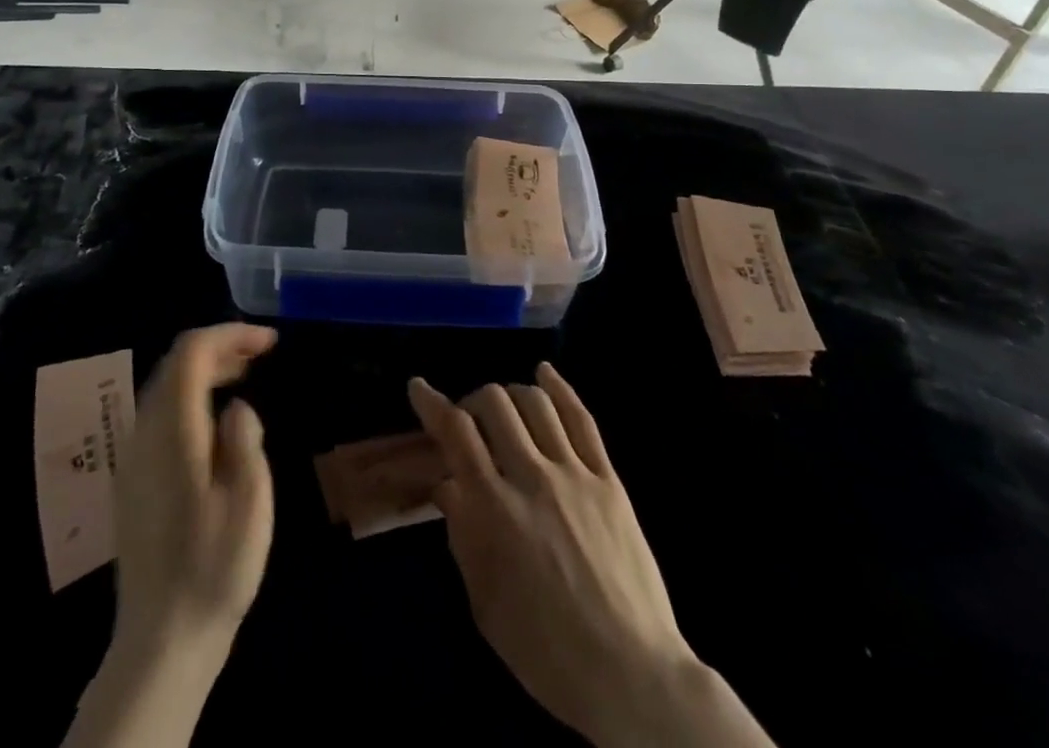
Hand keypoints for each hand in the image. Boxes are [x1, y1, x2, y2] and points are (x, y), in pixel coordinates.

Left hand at [114, 323, 277, 658]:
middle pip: (175, 364)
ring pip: (165, 387)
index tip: (270, 342)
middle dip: (219, 348)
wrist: (162, 639)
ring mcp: (133, 456)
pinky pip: (160, 414)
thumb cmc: (214, 567)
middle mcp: (144, 433)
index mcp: (173, 430)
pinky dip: (190, 397)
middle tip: (261, 354)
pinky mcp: (133, 478)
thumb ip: (245, 439)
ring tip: (244, 378)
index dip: (231, 334)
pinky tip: (215, 422)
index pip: (192, 352)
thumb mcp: (249, 500)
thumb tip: (237, 407)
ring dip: (204, 371)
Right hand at [409, 365, 773, 747]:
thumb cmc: (546, 651)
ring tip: (504, 408)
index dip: (432, 403)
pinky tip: (545, 373)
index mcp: (495, 509)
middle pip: (495, 404)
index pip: (456, 433)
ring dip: (511, 393)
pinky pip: (582, 419)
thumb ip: (463, 534)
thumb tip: (447, 484)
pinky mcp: (608, 480)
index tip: (418, 387)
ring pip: (536, 402)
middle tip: (469, 421)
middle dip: (472, 401)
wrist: (630, 675)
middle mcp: (532, 477)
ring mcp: (574, 474)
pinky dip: (560, 388)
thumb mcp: (485, 602)